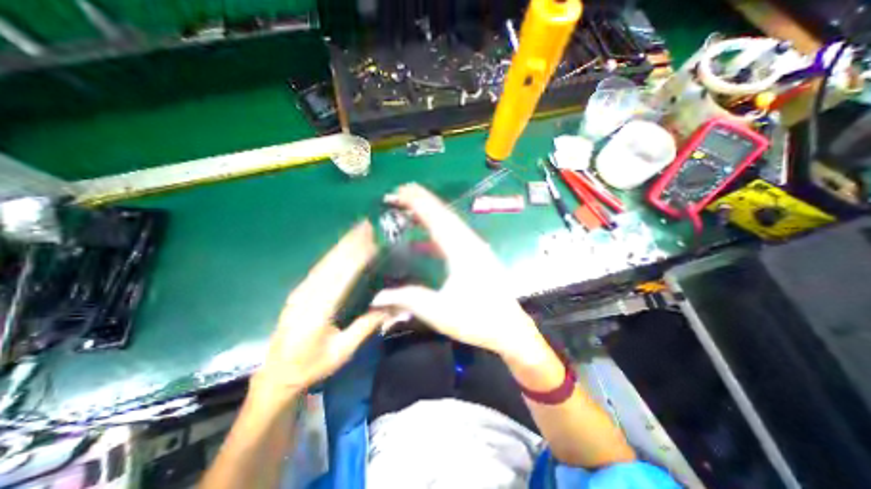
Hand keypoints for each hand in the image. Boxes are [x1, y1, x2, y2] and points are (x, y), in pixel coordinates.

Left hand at [252, 221, 387, 409]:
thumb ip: (365, 326)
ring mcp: (301, 292)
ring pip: (325, 262)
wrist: (277, 377)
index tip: (372, 240)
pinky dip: (333, 255)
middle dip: (350, 242)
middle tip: (366, 225)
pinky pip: (319, 269)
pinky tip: (341, 248)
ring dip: (342, 244)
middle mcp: (308, 295)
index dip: (358, 255)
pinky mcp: (299, 293)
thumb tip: (390, 306)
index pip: (343, 275)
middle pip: (333, 262)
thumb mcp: (342, 351)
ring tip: (357, 230)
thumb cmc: (311, 366)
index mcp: (319, 310)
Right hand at [373, 186, 541, 359]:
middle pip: (445, 214)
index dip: (418, 203)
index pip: (437, 219)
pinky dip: (440, 228)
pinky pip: (456, 234)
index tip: (400, 192)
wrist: (510, 329)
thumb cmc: (477, 320)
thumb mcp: (439, 312)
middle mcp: (470, 243)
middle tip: (402, 191)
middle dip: (424, 200)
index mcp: (462, 251)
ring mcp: (476, 248)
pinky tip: (428, 235)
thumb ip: (408, 299)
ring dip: (432, 211)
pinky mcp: (478, 255)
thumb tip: (377, 296)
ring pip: (452, 222)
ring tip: (413, 205)